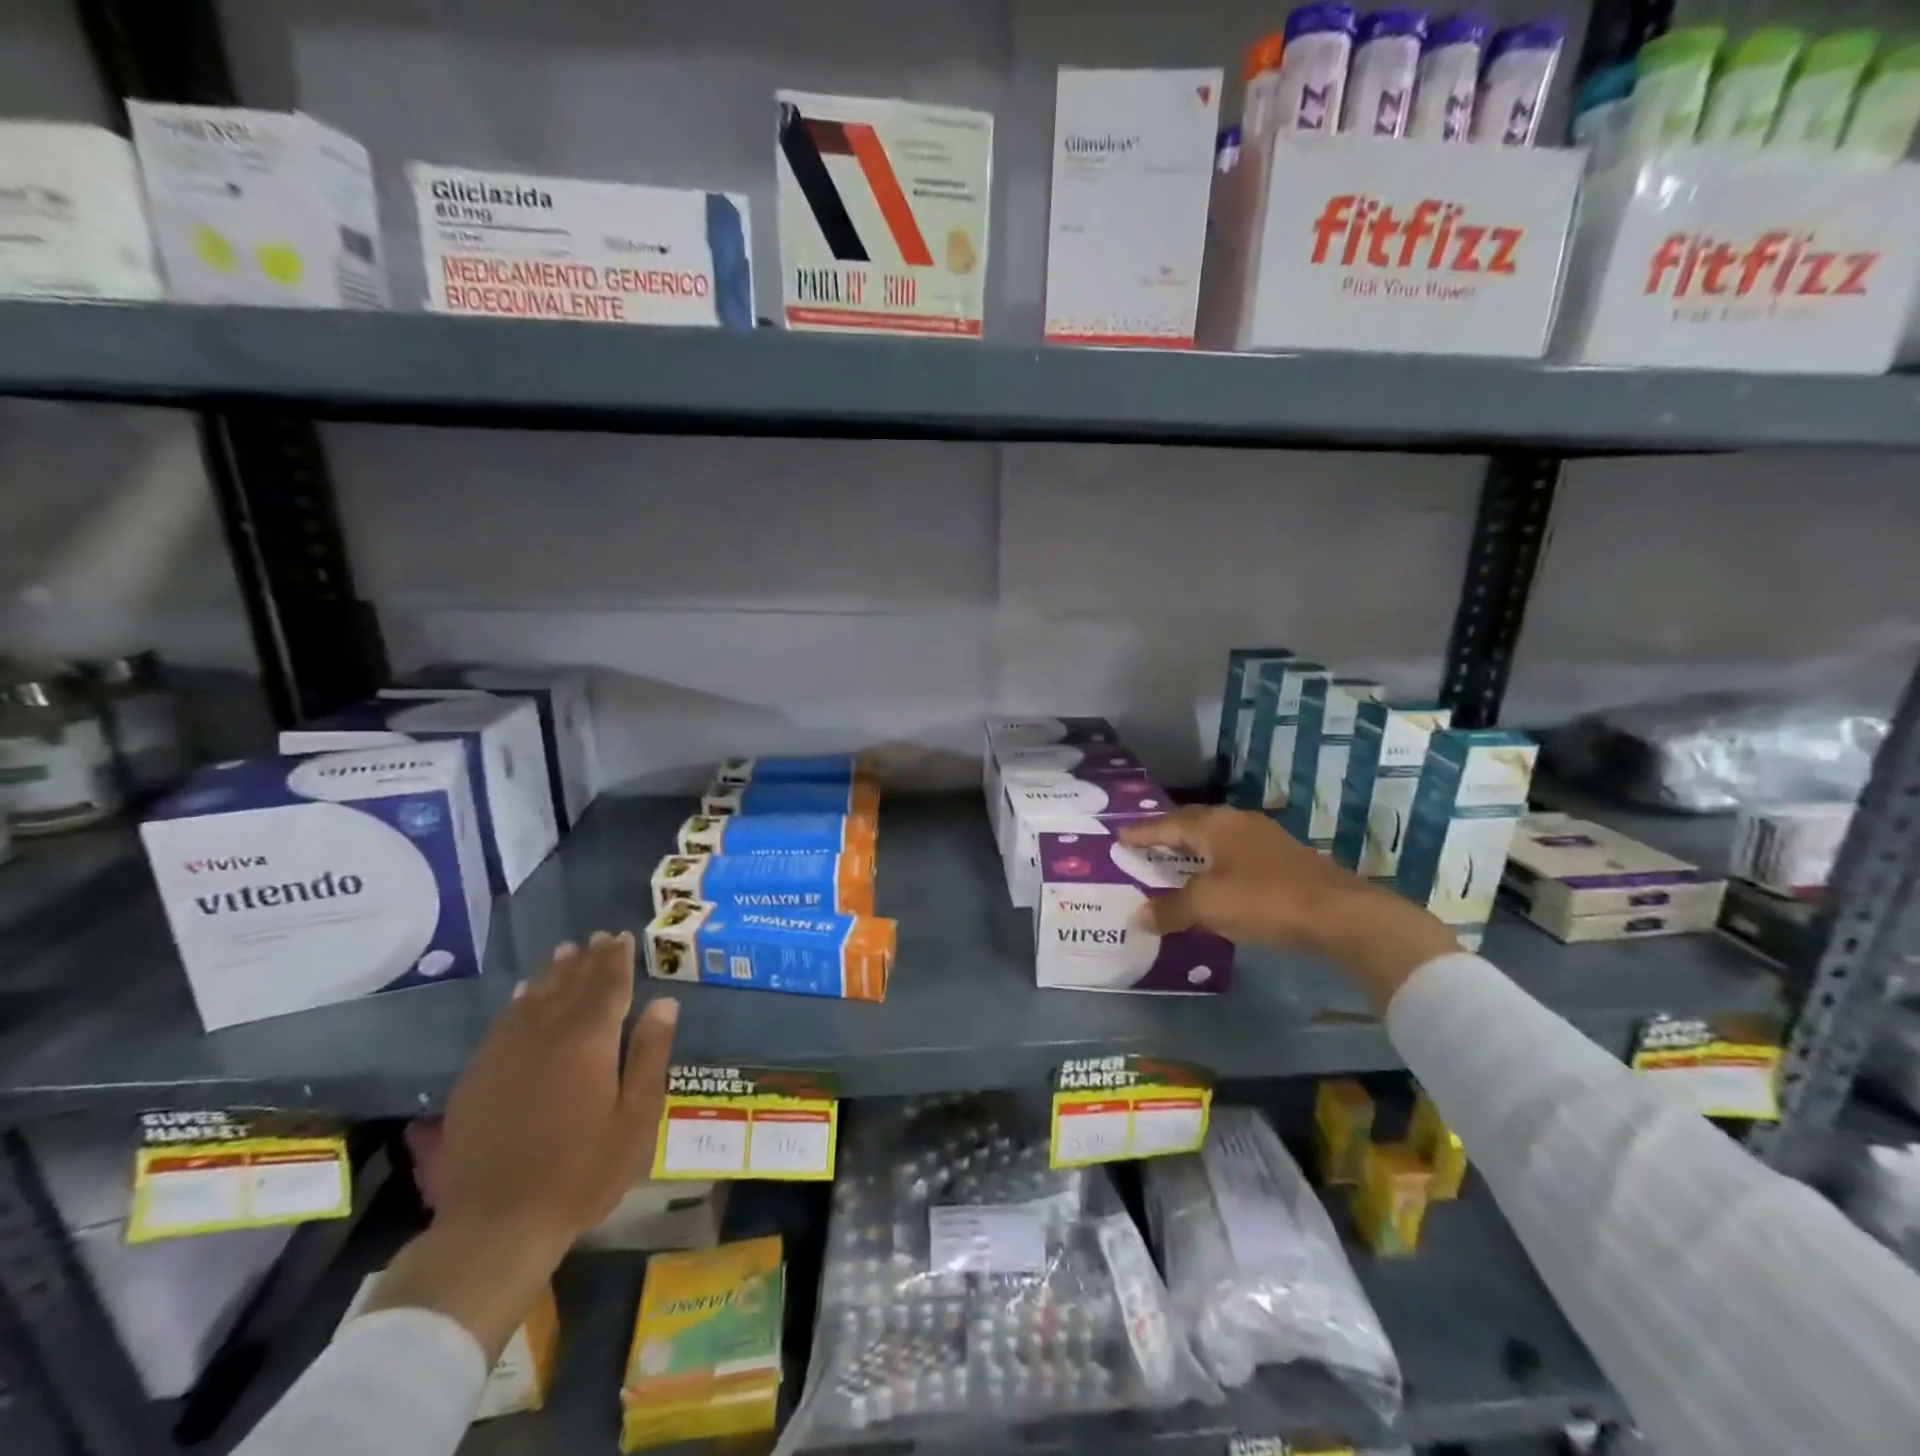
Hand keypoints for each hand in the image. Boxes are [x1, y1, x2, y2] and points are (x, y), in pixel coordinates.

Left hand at [438, 931, 677, 1242]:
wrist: (497, 1223)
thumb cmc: (582, 1172)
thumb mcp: (635, 1118)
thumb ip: (649, 1055)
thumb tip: (664, 1003)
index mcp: (590, 1041)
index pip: (608, 987)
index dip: (617, 960)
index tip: (623, 937)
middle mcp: (547, 1034)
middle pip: (572, 985)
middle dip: (589, 959)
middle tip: (599, 937)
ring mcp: (507, 1053)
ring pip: (535, 997)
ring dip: (554, 973)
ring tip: (567, 952)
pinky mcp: (480, 1074)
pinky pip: (503, 1022)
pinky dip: (519, 1001)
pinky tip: (524, 993)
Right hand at [1118, 807, 1459, 1012]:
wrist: (1338, 912)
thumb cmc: (1263, 900)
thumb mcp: (1207, 906)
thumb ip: (1170, 909)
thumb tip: (1137, 916)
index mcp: (1213, 825)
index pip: (1166, 824)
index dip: (1142, 833)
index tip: (1120, 837)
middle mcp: (1236, 821)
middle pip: (1192, 823)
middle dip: (1167, 833)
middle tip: (1146, 845)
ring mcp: (1263, 837)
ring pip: (1217, 835)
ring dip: (1194, 847)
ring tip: (1177, 859)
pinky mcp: (1284, 856)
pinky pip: (1235, 851)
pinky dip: (1216, 860)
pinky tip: (1217, 876)